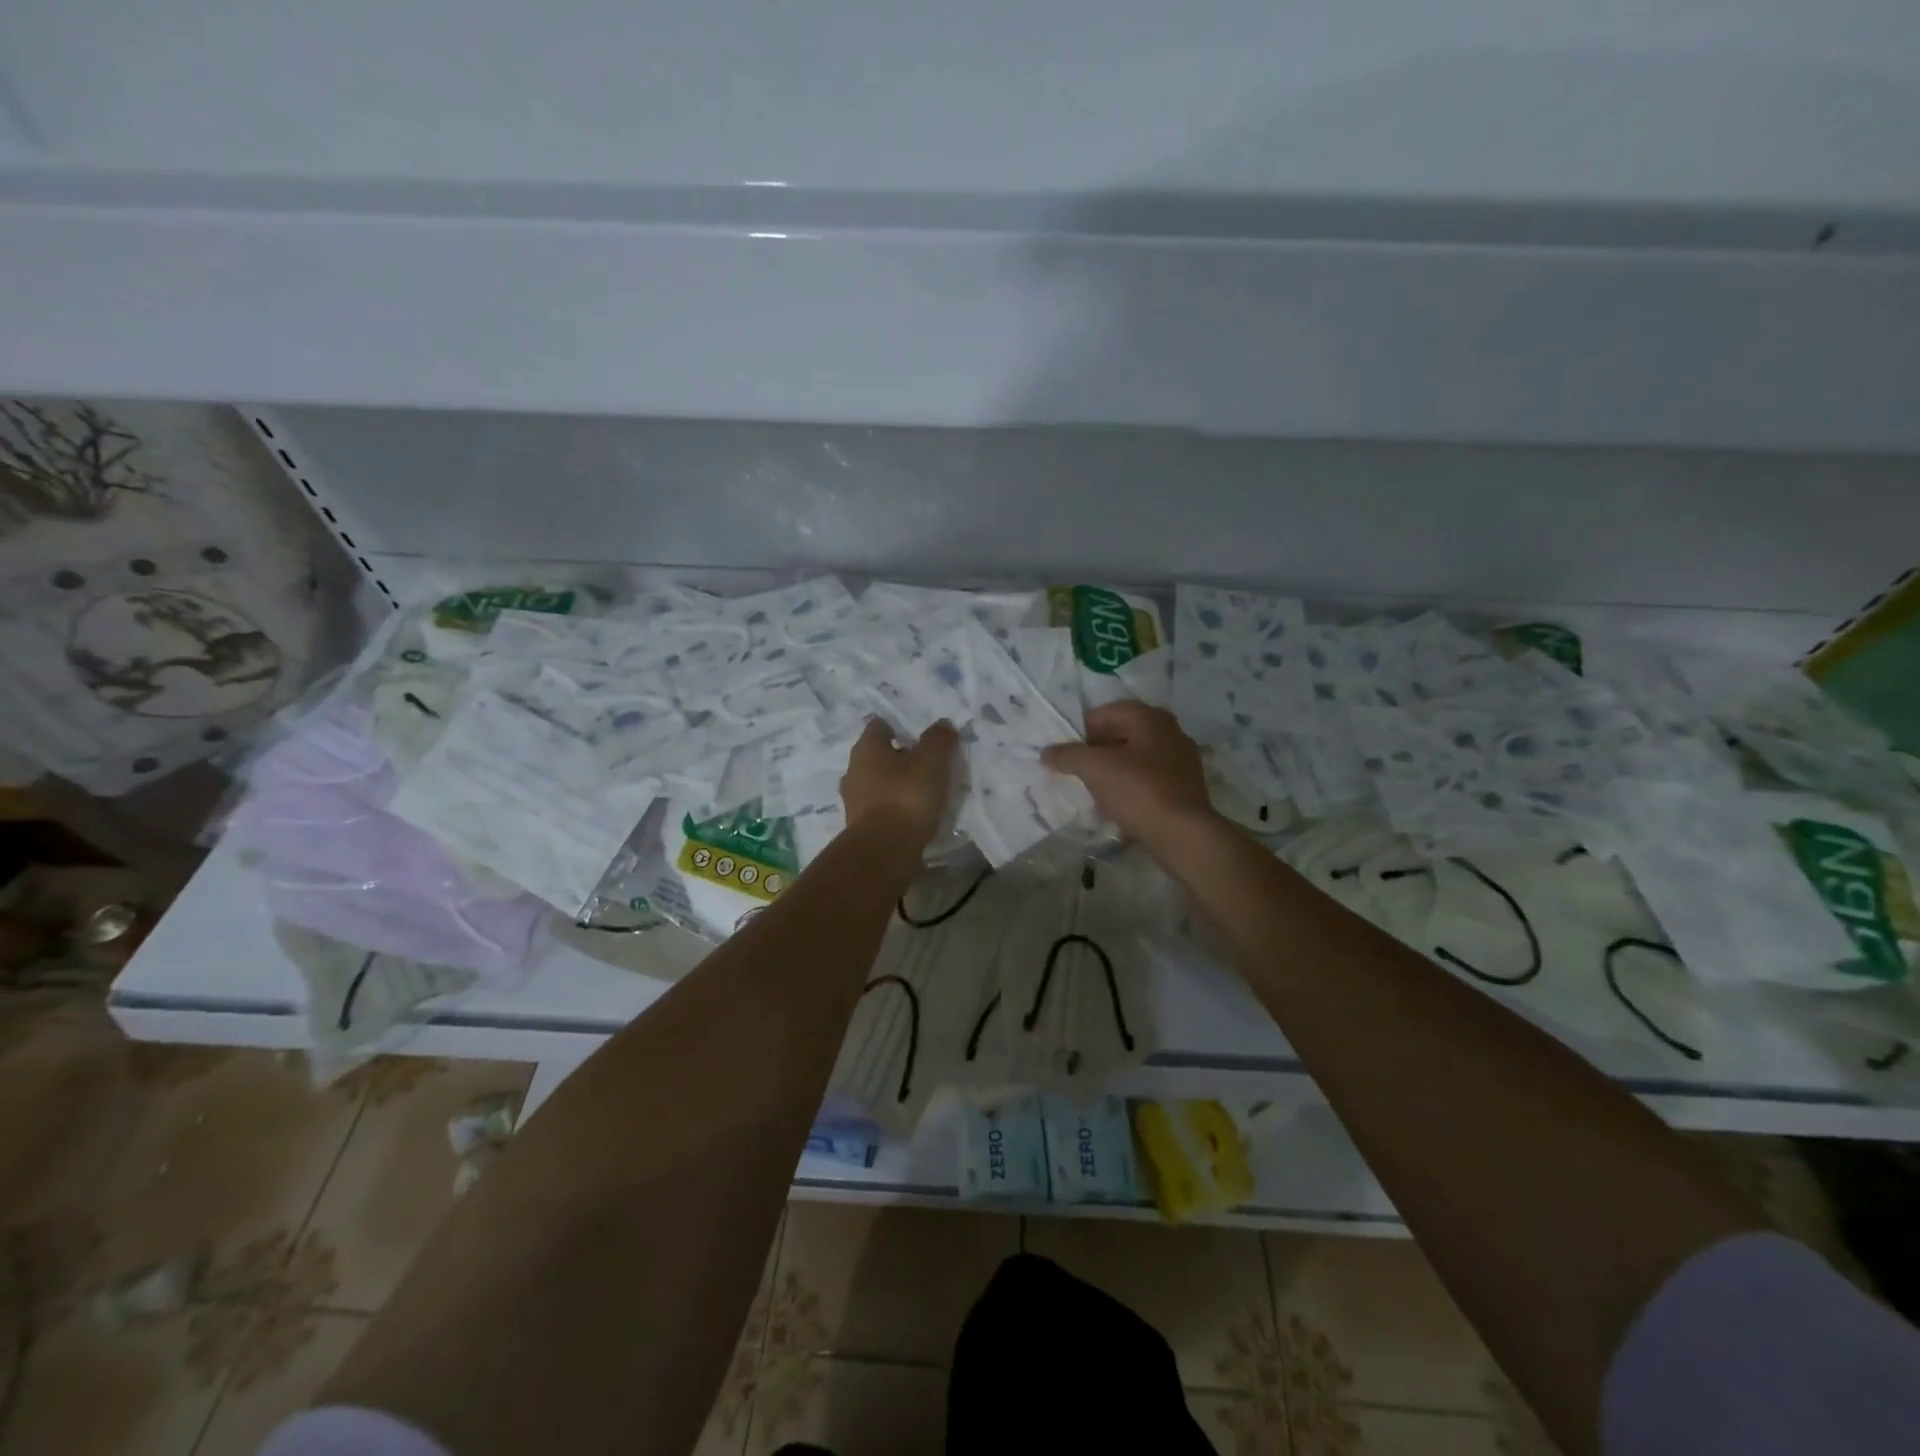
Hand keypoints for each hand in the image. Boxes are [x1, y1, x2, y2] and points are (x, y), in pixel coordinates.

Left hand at [841, 718, 959, 848]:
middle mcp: (853, 770)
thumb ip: (938, 740)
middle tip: (925, 763)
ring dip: (895, 784)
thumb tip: (942, 724)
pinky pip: (879, 808)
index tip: (919, 735)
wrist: (884, 852)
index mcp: (866, 749)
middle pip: (877, 756)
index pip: (879, 726)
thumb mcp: (932, 763)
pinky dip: (893, 808)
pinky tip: (912, 815)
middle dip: (898, 758)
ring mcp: (853, 800)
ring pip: (877, 783)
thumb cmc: (906, 798)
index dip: (899, 727)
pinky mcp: (859, 826)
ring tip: (923, 792)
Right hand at [1043, 701, 1215, 846]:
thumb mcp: (1094, 768)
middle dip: (1097, 748)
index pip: (1106, 712)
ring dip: (1113, 766)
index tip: (1065, 751)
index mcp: (1150, 717)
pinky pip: (1150, 776)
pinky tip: (1117, 801)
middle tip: (1076, 767)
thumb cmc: (1138, 790)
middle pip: (1123, 732)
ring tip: (1093, 785)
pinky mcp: (1185, 785)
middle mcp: (1170, 731)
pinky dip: (1131, 783)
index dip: (1081, 729)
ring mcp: (1182, 759)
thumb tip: (1047, 752)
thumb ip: (1068, 755)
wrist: (1182, 833)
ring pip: (1136, 755)